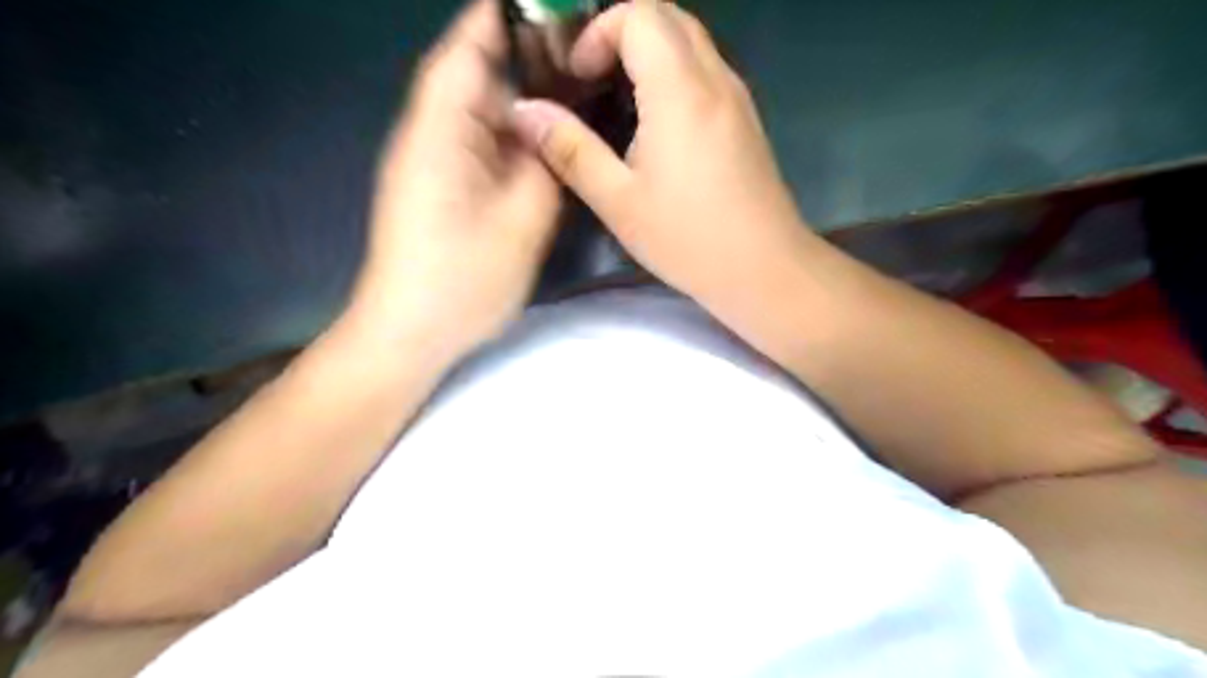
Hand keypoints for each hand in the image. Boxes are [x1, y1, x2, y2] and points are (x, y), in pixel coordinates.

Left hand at [344, 0, 560, 366]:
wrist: (409, 331)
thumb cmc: (461, 281)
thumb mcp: (521, 223)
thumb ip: (545, 167)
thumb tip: (553, 129)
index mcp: (440, 133)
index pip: (465, 52)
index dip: (498, 19)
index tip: (542, 7)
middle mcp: (429, 136)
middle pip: (472, 78)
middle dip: (520, 57)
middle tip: (576, 53)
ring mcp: (431, 163)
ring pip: (477, 113)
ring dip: (517, 97)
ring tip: (569, 87)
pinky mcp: (439, 188)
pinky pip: (477, 143)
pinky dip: (508, 132)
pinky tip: (540, 139)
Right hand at [508, 0, 820, 306]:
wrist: (764, 268)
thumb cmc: (688, 239)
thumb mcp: (618, 201)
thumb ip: (571, 150)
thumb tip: (525, 111)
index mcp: (680, 91)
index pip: (639, 15)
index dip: (599, 33)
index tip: (578, 77)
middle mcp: (715, 79)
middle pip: (668, 16)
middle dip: (621, 32)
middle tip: (592, 79)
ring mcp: (737, 97)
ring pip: (691, 41)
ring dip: (649, 52)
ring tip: (617, 98)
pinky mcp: (746, 119)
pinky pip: (706, 71)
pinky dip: (674, 74)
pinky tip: (655, 124)